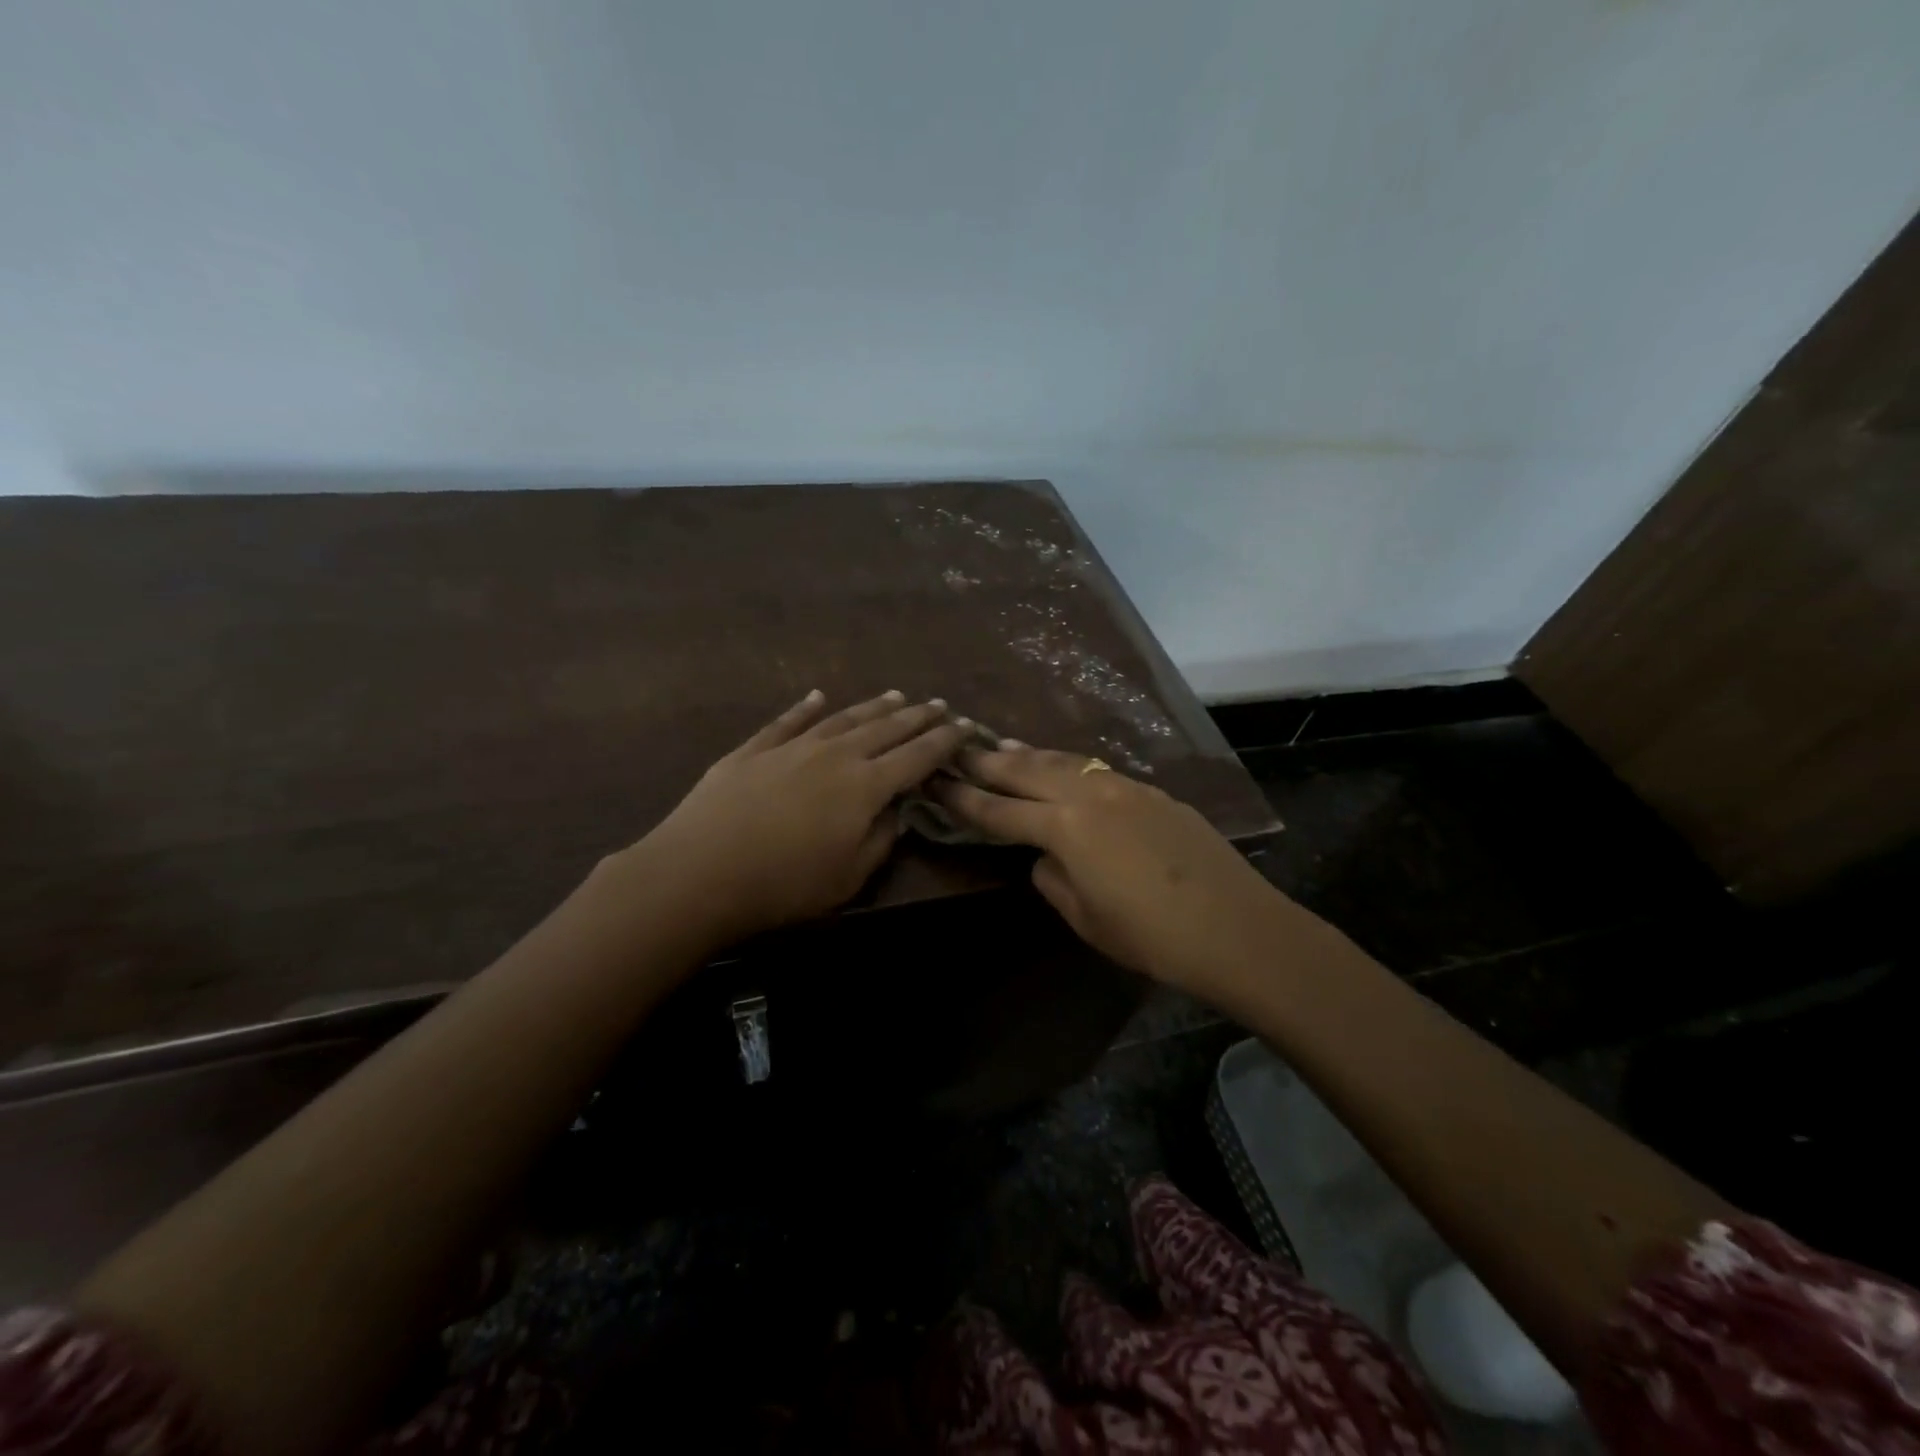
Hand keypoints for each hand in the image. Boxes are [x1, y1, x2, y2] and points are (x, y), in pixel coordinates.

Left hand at [621, 690, 969, 942]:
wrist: (700, 872)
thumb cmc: (784, 885)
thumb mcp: (849, 877)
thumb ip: (881, 840)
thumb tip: (898, 811)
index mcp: (865, 786)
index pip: (917, 756)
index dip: (944, 741)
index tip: (964, 726)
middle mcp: (835, 755)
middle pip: (885, 729)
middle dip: (916, 716)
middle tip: (938, 705)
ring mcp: (792, 747)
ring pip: (842, 718)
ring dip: (872, 707)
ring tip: (895, 695)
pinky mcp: (753, 750)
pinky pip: (787, 721)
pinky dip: (805, 707)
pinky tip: (818, 697)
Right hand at [934, 745, 1300, 998]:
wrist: (1236, 927)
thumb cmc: (1151, 936)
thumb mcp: (1086, 918)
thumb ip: (1053, 879)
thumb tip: (1045, 857)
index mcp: (1065, 828)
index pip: (999, 811)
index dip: (963, 798)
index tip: (935, 782)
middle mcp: (1089, 794)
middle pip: (1026, 770)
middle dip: (987, 759)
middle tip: (956, 744)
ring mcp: (1123, 787)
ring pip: (1063, 761)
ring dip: (1027, 754)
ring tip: (1002, 745)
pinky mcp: (1151, 792)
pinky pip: (1095, 770)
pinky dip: (1067, 765)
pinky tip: (1062, 768)